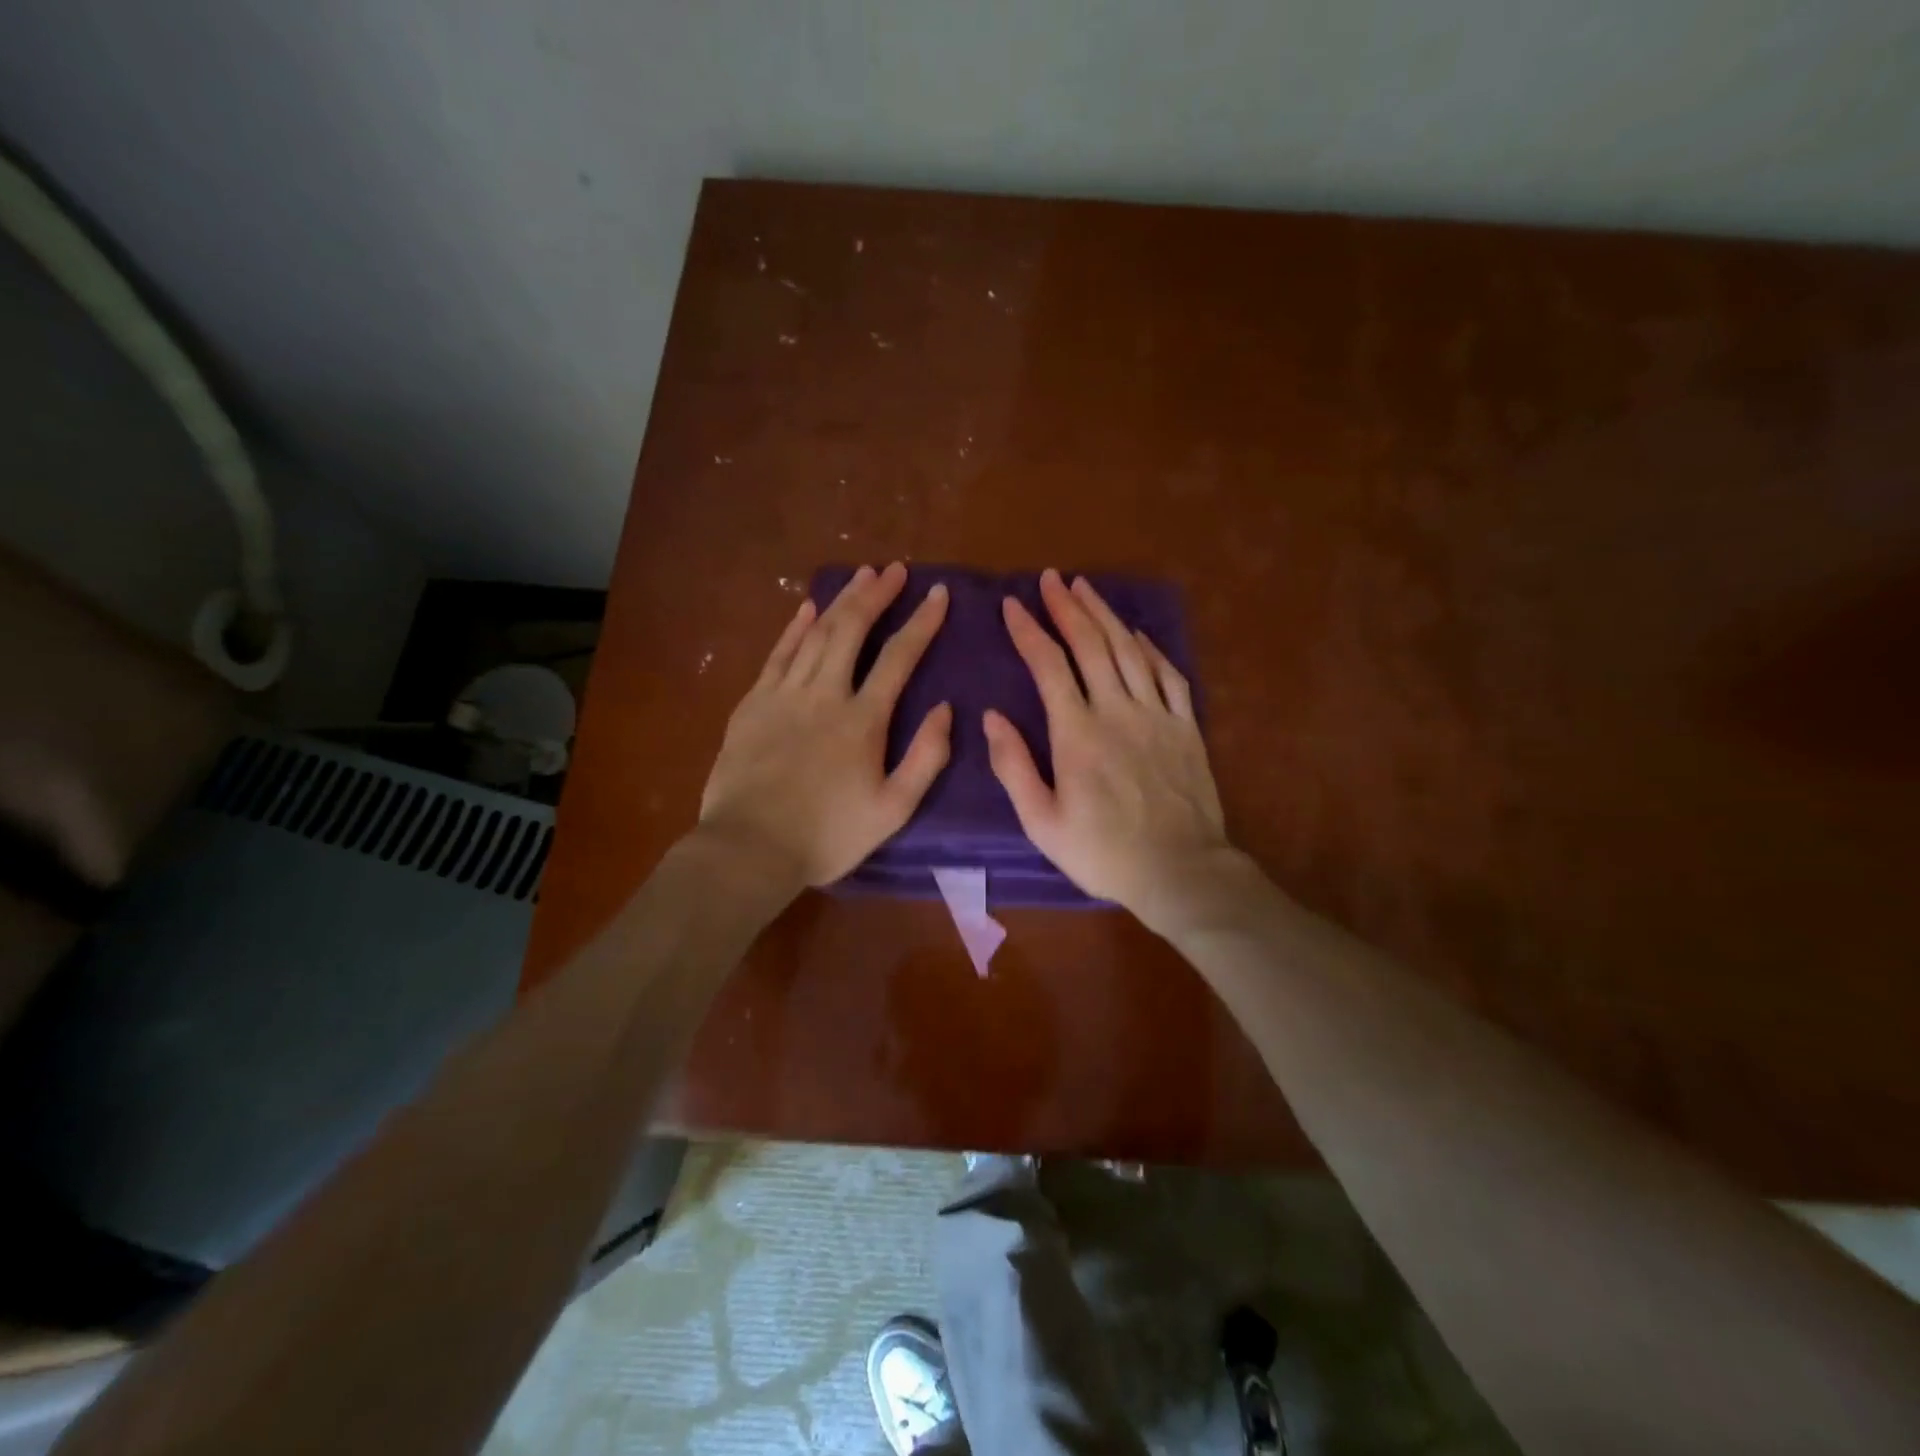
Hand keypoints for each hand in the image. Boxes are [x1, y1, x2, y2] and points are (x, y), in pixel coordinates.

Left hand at [699, 562, 951, 888]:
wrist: (749, 848)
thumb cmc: (828, 835)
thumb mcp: (893, 810)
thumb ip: (926, 758)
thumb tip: (945, 708)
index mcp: (863, 720)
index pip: (898, 657)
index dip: (921, 622)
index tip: (937, 593)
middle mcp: (825, 694)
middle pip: (852, 630)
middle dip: (876, 595)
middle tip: (895, 570)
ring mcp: (784, 694)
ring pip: (816, 634)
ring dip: (841, 601)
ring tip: (861, 575)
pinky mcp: (753, 703)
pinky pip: (778, 653)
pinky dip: (795, 627)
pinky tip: (808, 607)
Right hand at [986, 569, 1239, 936]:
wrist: (1180, 870)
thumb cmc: (1103, 853)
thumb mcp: (1042, 822)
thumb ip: (1014, 767)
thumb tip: (993, 716)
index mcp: (1077, 734)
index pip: (1049, 665)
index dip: (1029, 630)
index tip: (1012, 605)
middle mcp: (1117, 711)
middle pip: (1091, 645)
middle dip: (1067, 607)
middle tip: (1051, 579)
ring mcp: (1157, 715)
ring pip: (1129, 650)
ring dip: (1105, 615)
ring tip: (1086, 588)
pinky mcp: (1185, 726)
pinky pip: (1168, 674)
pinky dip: (1150, 648)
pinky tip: (1136, 634)